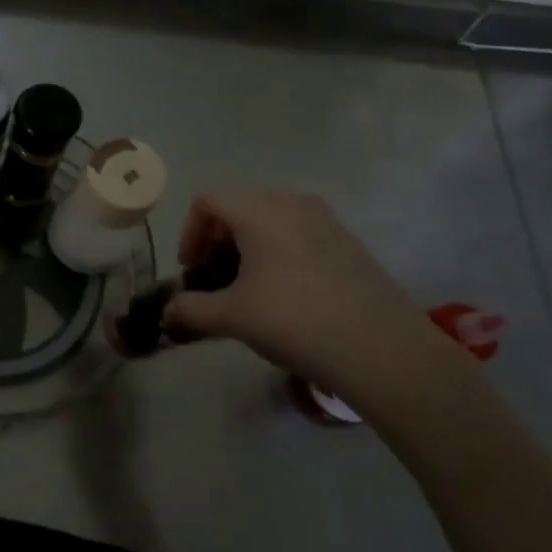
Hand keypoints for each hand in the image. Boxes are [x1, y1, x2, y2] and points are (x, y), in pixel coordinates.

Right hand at [165, 189, 472, 412]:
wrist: (385, 351)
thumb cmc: (296, 321)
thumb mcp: (232, 317)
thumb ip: (191, 310)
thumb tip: (166, 315)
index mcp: (260, 210)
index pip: (208, 201)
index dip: (190, 234)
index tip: (192, 272)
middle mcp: (293, 204)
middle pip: (239, 208)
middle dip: (218, 242)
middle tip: (215, 282)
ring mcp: (327, 222)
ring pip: (271, 222)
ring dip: (248, 250)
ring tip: (248, 291)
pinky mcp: (350, 245)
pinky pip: (299, 236)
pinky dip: (279, 256)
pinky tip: (286, 298)